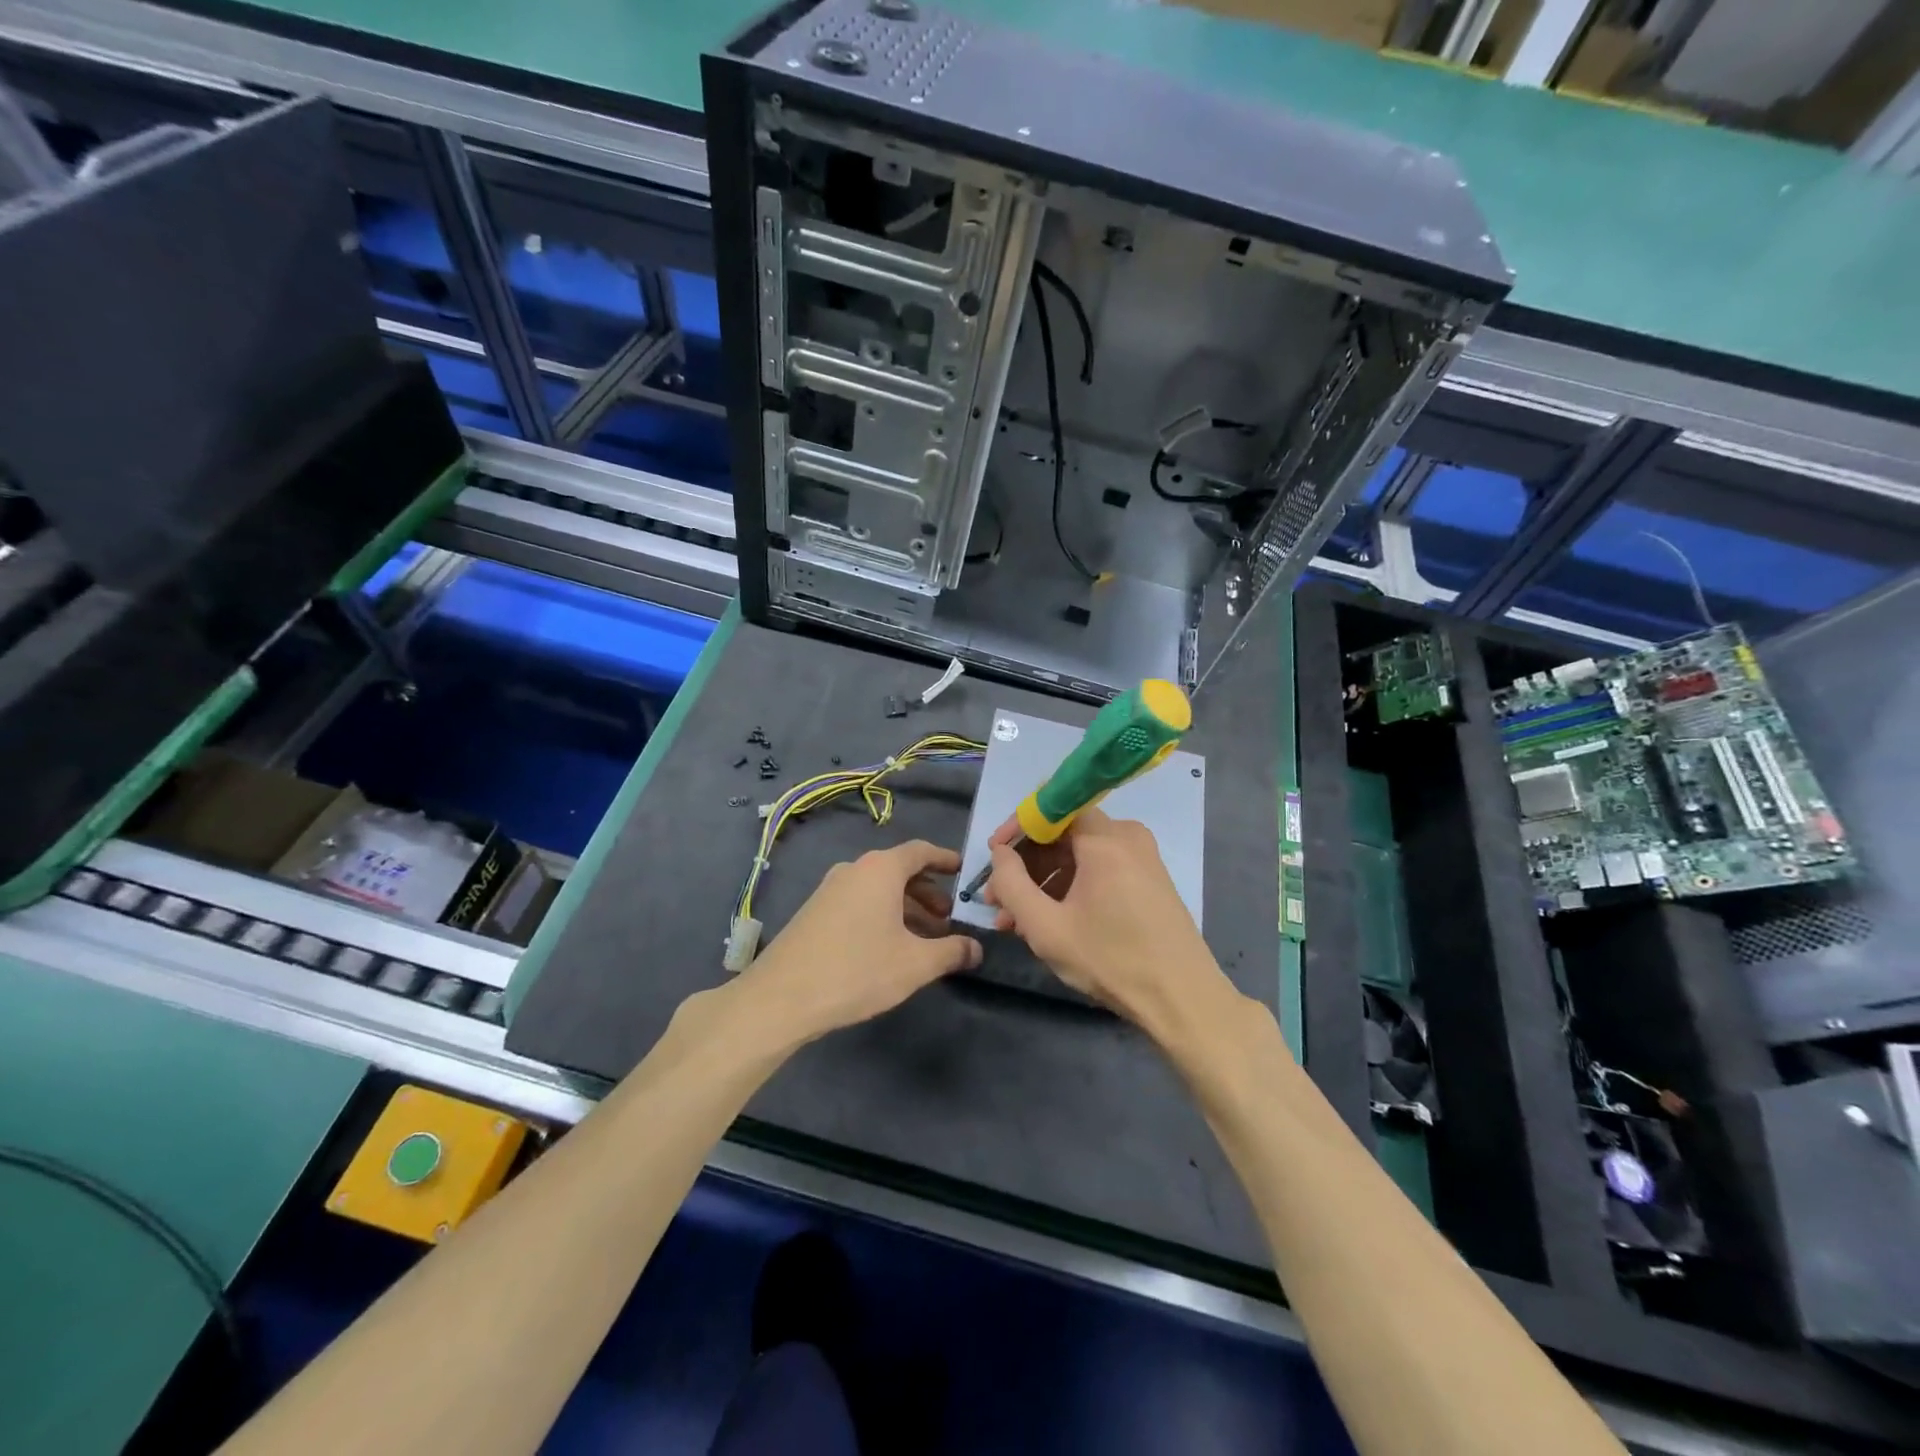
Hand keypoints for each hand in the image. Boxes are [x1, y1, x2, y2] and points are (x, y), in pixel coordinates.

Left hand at [742, 840, 981, 1041]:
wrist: (782, 997)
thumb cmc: (857, 969)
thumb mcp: (915, 964)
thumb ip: (951, 952)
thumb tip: (976, 949)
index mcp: (880, 869)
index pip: (920, 851)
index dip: (945, 859)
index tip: (963, 872)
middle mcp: (854, 869)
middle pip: (899, 870)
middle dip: (928, 892)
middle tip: (948, 919)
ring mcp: (830, 889)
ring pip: (878, 889)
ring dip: (906, 908)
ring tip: (924, 939)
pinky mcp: (815, 912)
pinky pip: (859, 902)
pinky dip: (881, 915)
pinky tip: (890, 947)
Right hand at [984, 809, 1226, 1030]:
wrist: (1183, 1001)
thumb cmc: (1111, 960)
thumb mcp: (1046, 927)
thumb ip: (1012, 884)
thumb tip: (1000, 852)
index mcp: (1106, 840)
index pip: (1052, 809)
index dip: (1017, 828)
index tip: (993, 856)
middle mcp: (1128, 837)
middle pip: (1065, 835)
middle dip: (1026, 866)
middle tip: (998, 900)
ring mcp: (1143, 859)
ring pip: (1080, 857)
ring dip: (1045, 883)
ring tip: (1016, 922)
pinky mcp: (1149, 881)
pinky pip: (1100, 871)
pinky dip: (1071, 889)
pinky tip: (1050, 922)